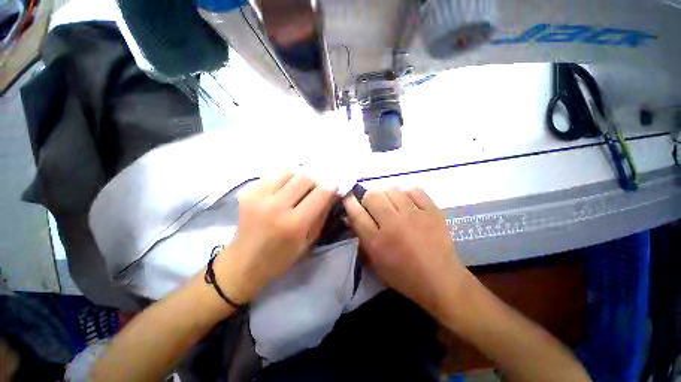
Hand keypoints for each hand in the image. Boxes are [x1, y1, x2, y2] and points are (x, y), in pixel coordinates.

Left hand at [215, 172, 336, 303]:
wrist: (244, 262)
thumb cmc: (281, 257)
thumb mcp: (309, 241)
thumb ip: (322, 215)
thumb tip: (331, 193)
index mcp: (294, 224)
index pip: (320, 193)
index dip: (331, 187)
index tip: (333, 186)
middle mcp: (276, 207)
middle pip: (305, 177)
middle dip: (315, 181)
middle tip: (315, 190)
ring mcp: (259, 197)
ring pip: (288, 171)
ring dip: (298, 178)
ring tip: (298, 189)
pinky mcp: (247, 193)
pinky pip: (272, 176)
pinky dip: (283, 179)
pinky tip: (283, 190)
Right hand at [343, 187, 467, 313]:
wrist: (440, 280)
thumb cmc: (404, 276)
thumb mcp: (375, 263)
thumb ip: (360, 240)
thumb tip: (350, 218)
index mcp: (376, 241)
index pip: (356, 212)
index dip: (349, 202)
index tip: (349, 199)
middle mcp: (392, 224)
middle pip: (372, 196)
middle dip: (367, 198)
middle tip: (373, 205)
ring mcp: (413, 215)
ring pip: (392, 190)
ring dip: (386, 195)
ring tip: (391, 204)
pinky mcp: (431, 211)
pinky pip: (414, 191)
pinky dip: (407, 194)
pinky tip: (408, 203)